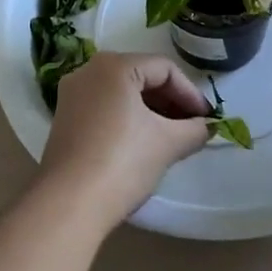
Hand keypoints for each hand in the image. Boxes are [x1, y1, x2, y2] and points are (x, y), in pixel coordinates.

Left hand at [39, 52, 211, 227]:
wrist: (68, 204)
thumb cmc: (122, 162)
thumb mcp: (167, 143)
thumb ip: (193, 129)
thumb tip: (205, 127)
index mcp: (114, 65)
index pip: (164, 69)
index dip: (191, 93)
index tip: (206, 119)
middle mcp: (89, 71)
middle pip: (142, 76)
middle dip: (171, 102)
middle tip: (193, 127)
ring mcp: (73, 95)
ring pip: (123, 93)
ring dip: (151, 112)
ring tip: (172, 137)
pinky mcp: (65, 119)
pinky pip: (105, 107)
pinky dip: (128, 119)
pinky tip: (143, 143)